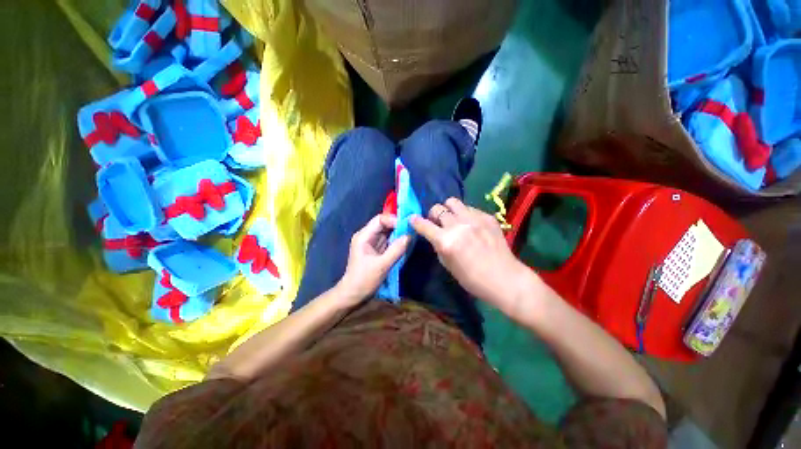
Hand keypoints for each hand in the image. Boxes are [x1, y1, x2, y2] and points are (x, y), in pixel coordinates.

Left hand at [336, 214, 409, 304]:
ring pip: (387, 233)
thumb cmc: (364, 280)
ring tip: (412, 235)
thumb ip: (396, 250)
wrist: (353, 295)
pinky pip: (388, 241)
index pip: (380, 220)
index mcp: (364, 236)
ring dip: (399, 233)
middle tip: (413, 229)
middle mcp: (367, 236)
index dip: (394, 220)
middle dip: (398, 226)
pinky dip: (397, 241)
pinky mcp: (376, 251)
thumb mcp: (382, 265)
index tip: (407, 226)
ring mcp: (372, 243)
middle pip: (384, 225)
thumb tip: (409, 236)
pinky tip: (406, 242)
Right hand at [410, 198, 531, 311]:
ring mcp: (474, 218)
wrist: (504, 278)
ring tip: (453, 218)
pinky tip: (471, 225)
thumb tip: (434, 234)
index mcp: (446, 241)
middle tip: (437, 222)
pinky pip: (469, 208)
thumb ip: (438, 246)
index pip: (424, 224)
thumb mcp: (448, 265)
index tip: (412, 218)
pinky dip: (465, 214)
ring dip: (448, 209)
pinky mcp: (487, 216)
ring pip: (453, 202)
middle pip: (437, 208)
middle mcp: (458, 225)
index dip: (415, 221)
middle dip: (433, 214)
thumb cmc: (472, 279)